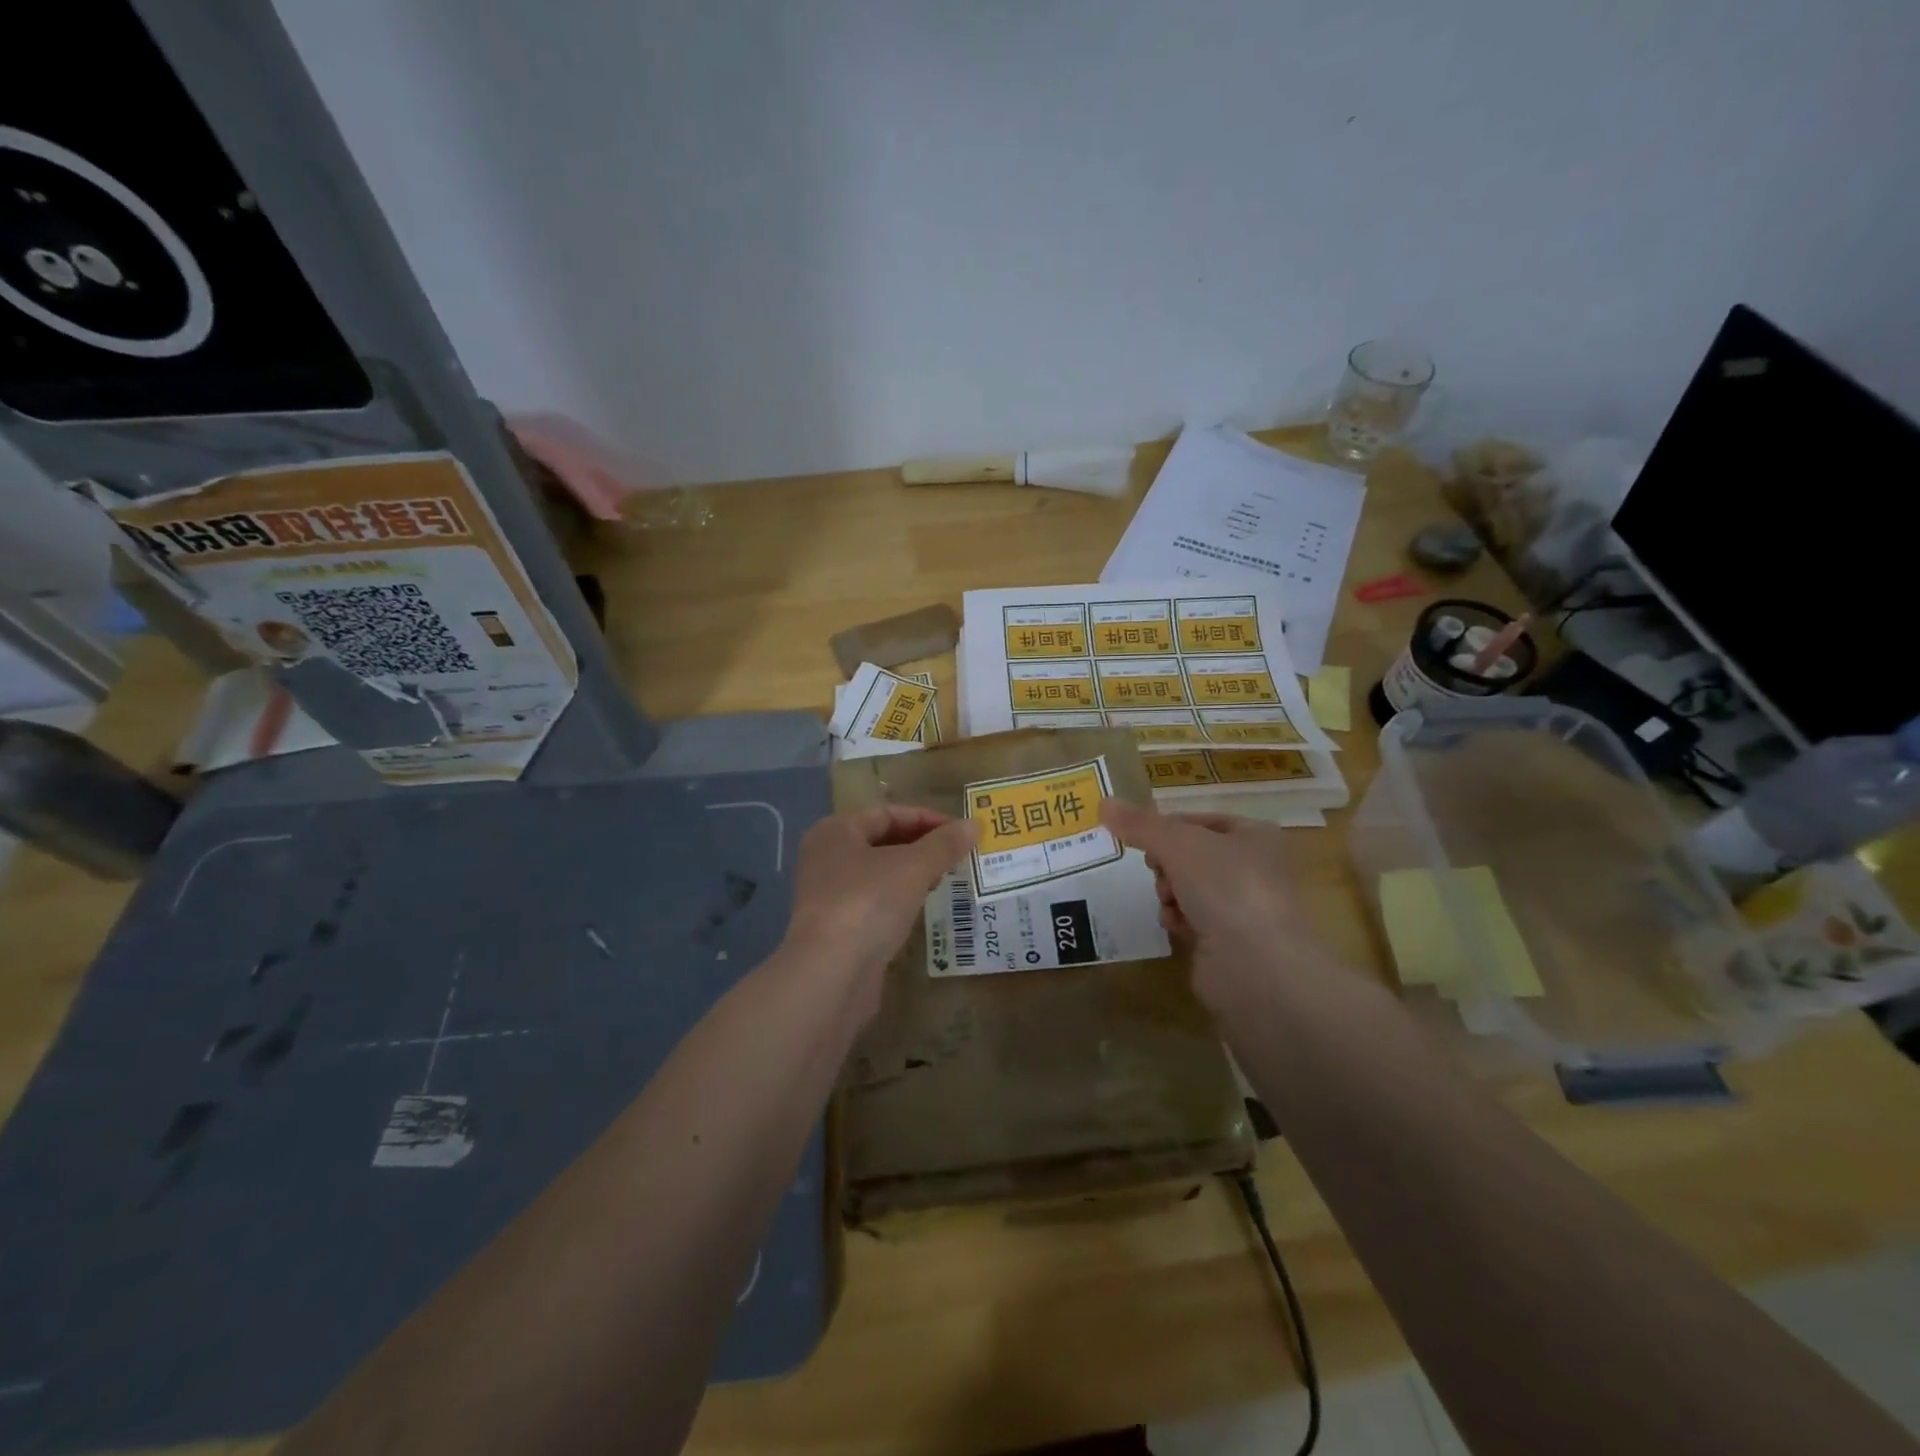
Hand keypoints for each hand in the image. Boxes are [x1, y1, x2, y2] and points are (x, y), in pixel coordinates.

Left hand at [779, 806, 977, 1018]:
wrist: (830, 975)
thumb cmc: (867, 904)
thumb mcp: (913, 867)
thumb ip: (944, 844)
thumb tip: (974, 823)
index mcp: (836, 831)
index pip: (888, 813)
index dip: (927, 819)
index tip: (962, 832)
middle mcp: (826, 857)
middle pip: (883, 841)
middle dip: (922, 846)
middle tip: (959, 855)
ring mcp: (829, 894)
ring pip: (880, 873)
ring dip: (913, 873)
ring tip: (948, 877)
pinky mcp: (838, 927)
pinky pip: (876, 901)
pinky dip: (901, 899)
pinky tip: (924, 906)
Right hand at [1100, 798, 1332, 1010]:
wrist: (1259, 967)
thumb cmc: (1227, 887)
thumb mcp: (1178, 843)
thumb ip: (1140, 824)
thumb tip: (1104, 803)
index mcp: (1255, 835)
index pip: (1200, 820)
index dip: (1167, 826)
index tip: (1141, 838)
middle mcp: (1254, 868)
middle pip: (1190, 854)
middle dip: (1166, 863)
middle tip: (1156, 869)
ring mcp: (1244, 907)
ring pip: (1188, 887)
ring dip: (1168, 892)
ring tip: (1168, 901)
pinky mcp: (1230, 942)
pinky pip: (1192, 920)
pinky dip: (1178, 920)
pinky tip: (1175, 926)